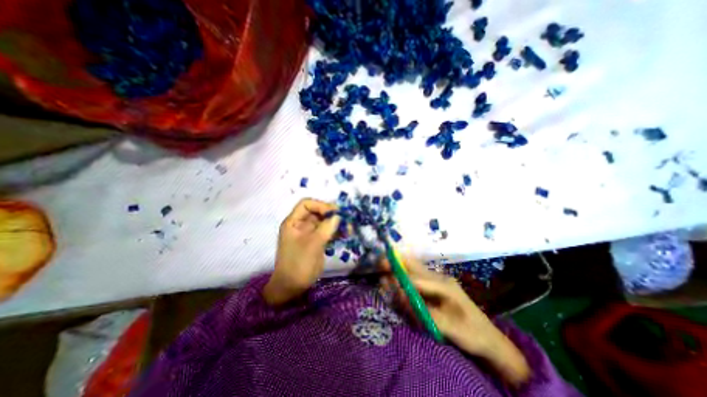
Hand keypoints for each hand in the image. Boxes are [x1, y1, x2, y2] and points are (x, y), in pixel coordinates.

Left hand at [265, 200, 342, 305]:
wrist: (292, 287)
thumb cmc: (298, 263)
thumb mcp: (312, 244)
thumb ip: (326, 228)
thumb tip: (338, 215)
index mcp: (294, 222)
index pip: (307, 204)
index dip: (320, 205)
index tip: (334, 213)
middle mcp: (301, 225)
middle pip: (318, 212)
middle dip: (332, 214)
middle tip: (346, 219)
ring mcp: (309, 233)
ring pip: (324, 222)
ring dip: (336, 223)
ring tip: (348, 229)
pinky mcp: (316, 241)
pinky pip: (327, 232)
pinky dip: (336, 232)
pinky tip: (345, 235)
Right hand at [382, 258, 529, 384]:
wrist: (490, 340)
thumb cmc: (471, 334)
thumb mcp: (449, 328)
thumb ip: (423, 311)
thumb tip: (401, 297)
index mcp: (445, 286)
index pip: (417, 279)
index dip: (400, 280)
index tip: (384, 279)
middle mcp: (440, 278)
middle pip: (414, 265)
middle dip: (397, 263)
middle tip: (380, 261)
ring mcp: (438, 281)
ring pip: (415, 268)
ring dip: (400, 267)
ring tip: (384, 267)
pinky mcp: (436, 286)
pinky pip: (417, 276)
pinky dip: (405, 274)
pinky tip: (397, 277)